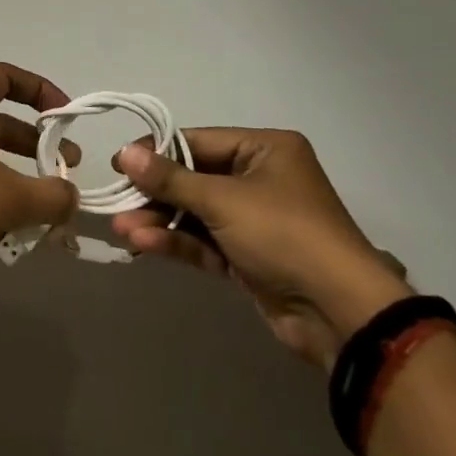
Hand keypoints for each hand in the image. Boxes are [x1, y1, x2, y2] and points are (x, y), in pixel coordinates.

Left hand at [0, 63, 81, 276]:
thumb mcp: (10, 199)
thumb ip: (52, 195)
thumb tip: (70, 197)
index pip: (3, 77)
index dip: (39, 89)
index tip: (65, 117)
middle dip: (36, 144)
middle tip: (67, 169)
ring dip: (19, 176)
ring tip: (48, 206)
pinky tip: (16, 226)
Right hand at [112, 129, 411, 370]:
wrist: (339, 314)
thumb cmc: (284, 234)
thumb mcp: (223, 200)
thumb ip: (171, 178)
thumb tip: (124, 153)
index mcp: (265, 149)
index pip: (198, 141)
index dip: (157, 152)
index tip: (119, 163)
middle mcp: (261, 178)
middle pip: (194, 178)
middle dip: (155, 193)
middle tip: (116, 200)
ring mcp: (256, 220)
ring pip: (196, 212)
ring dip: (160, 220)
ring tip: (122, 228)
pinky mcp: (249, 256)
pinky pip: (206, 241)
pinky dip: (177, 241)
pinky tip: (144, 245)